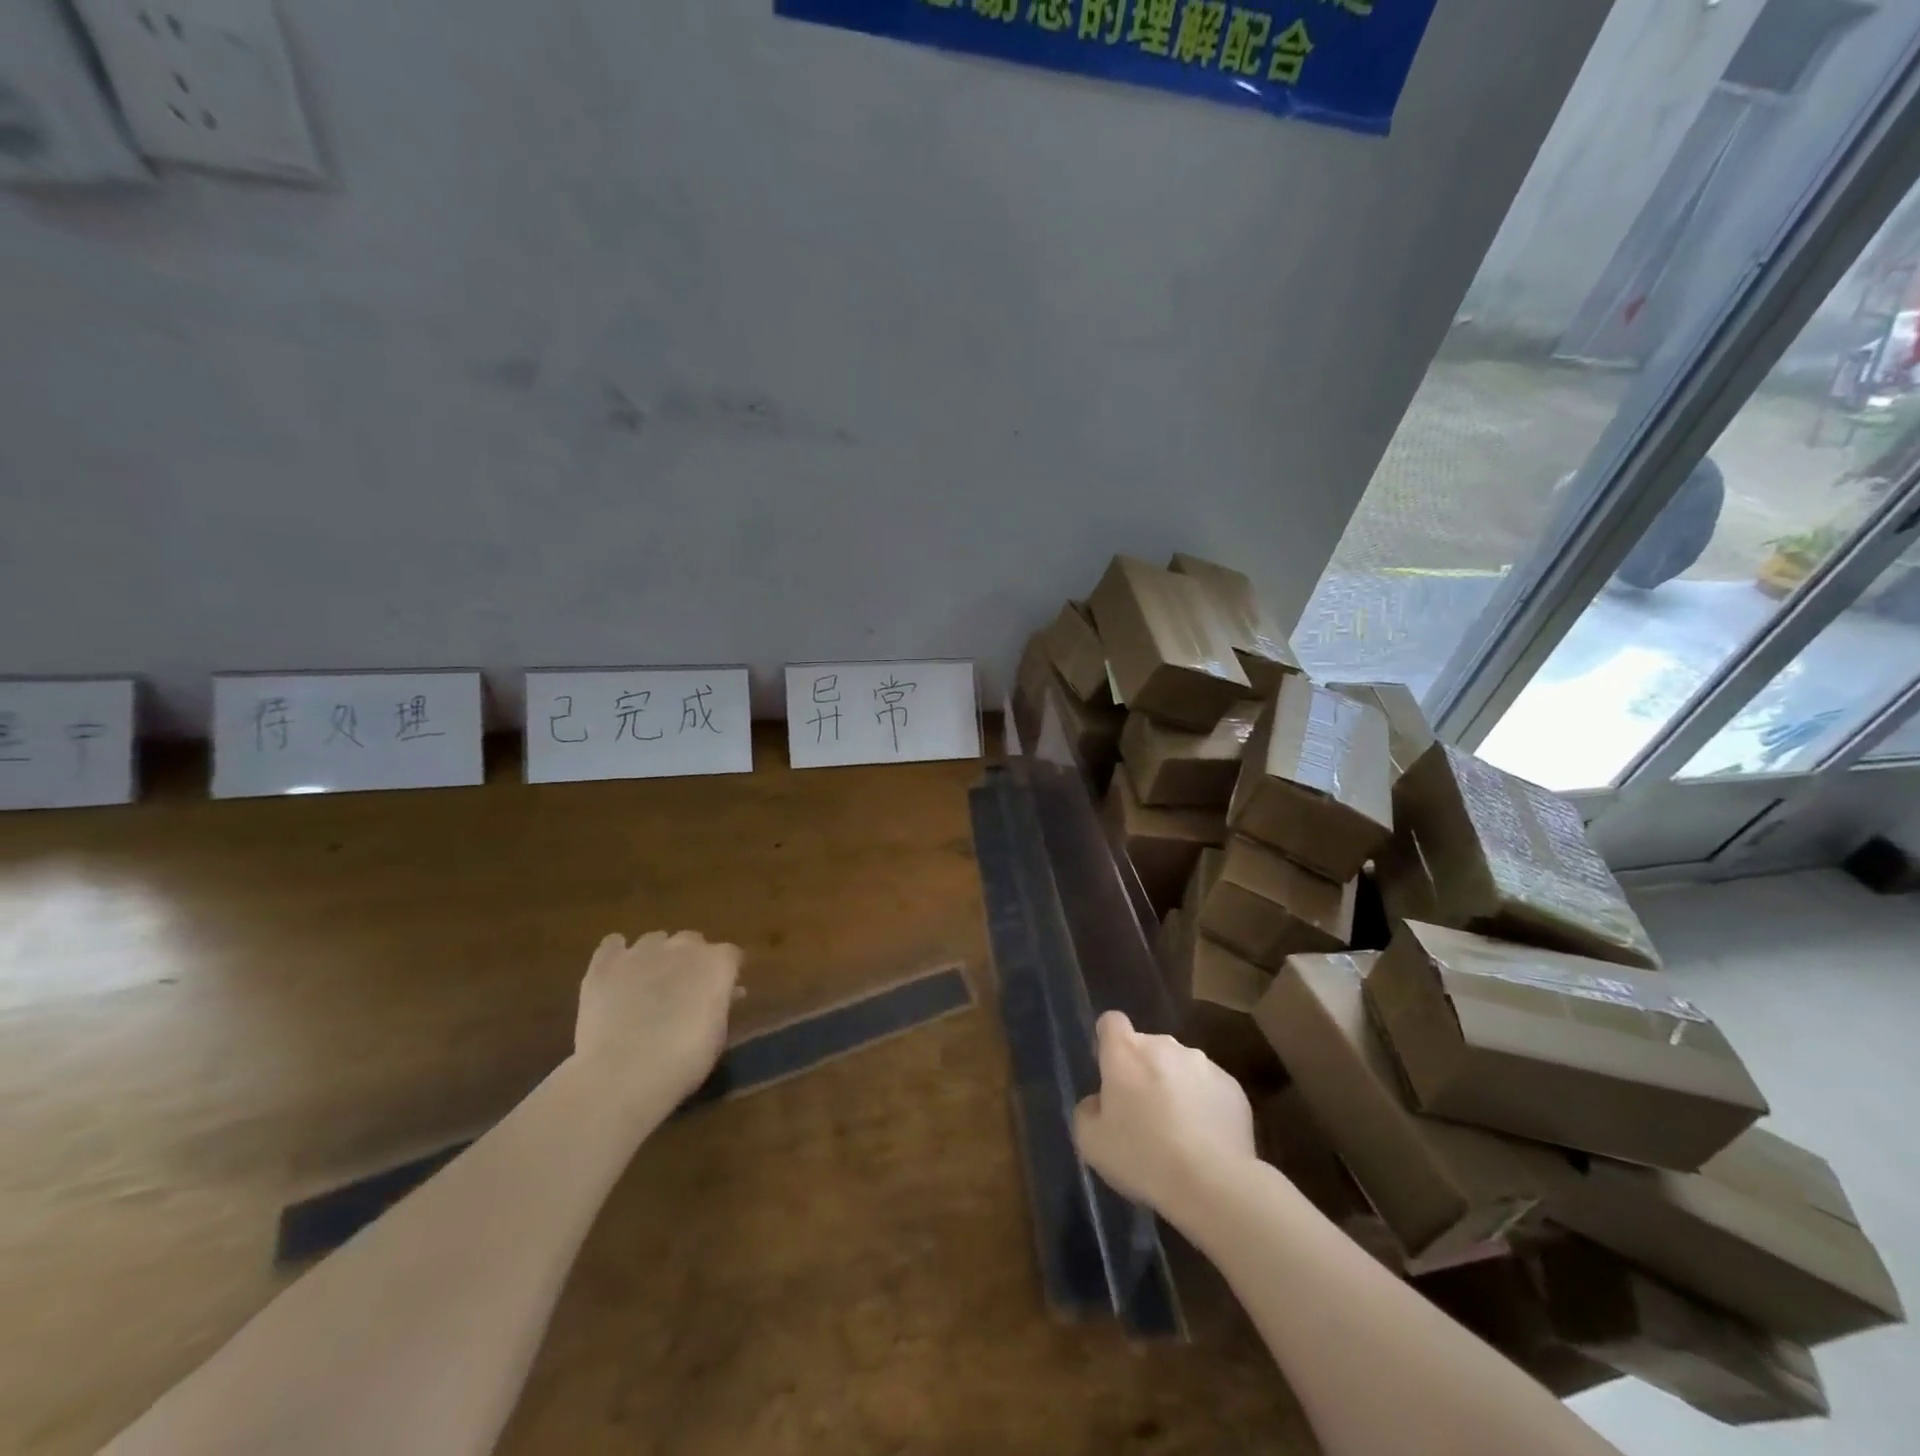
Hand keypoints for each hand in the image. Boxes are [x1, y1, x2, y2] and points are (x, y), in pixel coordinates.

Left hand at [573, 931, 741, 1111]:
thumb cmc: (683, 1062)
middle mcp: (683, 946)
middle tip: (683, 991)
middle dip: (690, 960)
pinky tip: (616, 974)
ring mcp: (642, 951)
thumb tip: (728, 993)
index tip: (721, 993)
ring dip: (656, 957)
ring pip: (654, 940)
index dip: (725, 973)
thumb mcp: (716, 1036)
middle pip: (692, 941)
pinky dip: (617, 954)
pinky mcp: (605, 963)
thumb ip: (720, 1005)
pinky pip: (613, 944)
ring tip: (647, 986)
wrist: (623, 1074)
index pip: (730, 955)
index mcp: (717, 963)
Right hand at [1073, 1010, 1255, 1224]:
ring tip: (1179, 1132)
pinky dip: (1204, 1105)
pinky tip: (1205, 1141)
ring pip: (1180, 1068)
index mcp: (1126, 1052)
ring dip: (1175, 1087)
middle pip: (1148, 1048)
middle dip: (1143, 1072)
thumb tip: (1099, 1102)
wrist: (1212, 1183)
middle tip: (1143, 1114)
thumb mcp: (1092, 1142)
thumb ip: (1088, 1111)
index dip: (1109, 1041)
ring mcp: (1203, 1064)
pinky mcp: (1233, 1087)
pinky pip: (1209, 1089)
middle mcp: (1164, 1046)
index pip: (1112, 1022)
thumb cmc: (1142, 1156)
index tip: (1110, 1069)